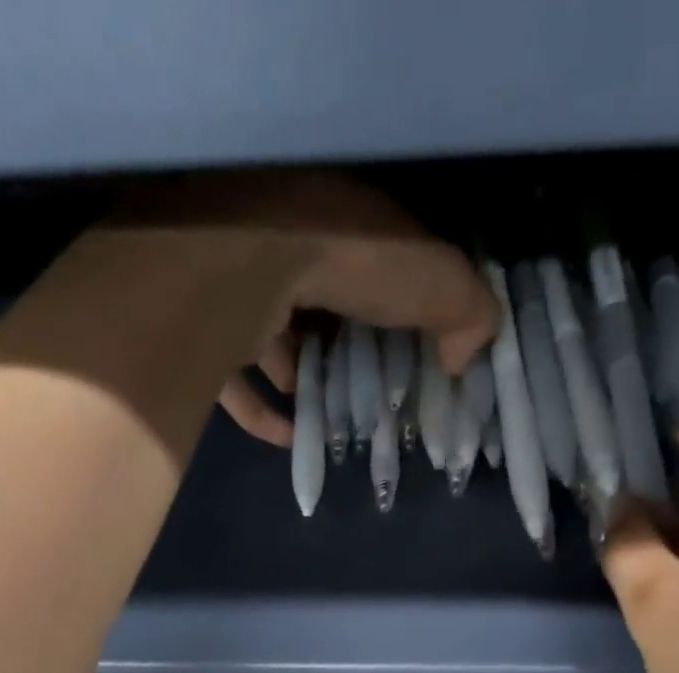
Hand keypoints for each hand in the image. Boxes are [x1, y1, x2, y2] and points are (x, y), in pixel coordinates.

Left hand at [125, 172, 497, 445]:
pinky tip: (291, 440)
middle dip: (348, 354)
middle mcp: (289, 247)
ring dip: (305, 384)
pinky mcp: (209, 331)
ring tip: (334, 422)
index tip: (417, 359)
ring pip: (278, 344)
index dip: (400, 313)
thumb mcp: (439, 282)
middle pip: (326, 310)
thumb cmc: (351, 260)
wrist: (248, 260)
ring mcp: (241, 287)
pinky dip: (264, 415)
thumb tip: (464, 360)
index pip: (379, 269)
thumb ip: (468, 315)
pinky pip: (237, 382)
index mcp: (346, 224)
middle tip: (372, 398)